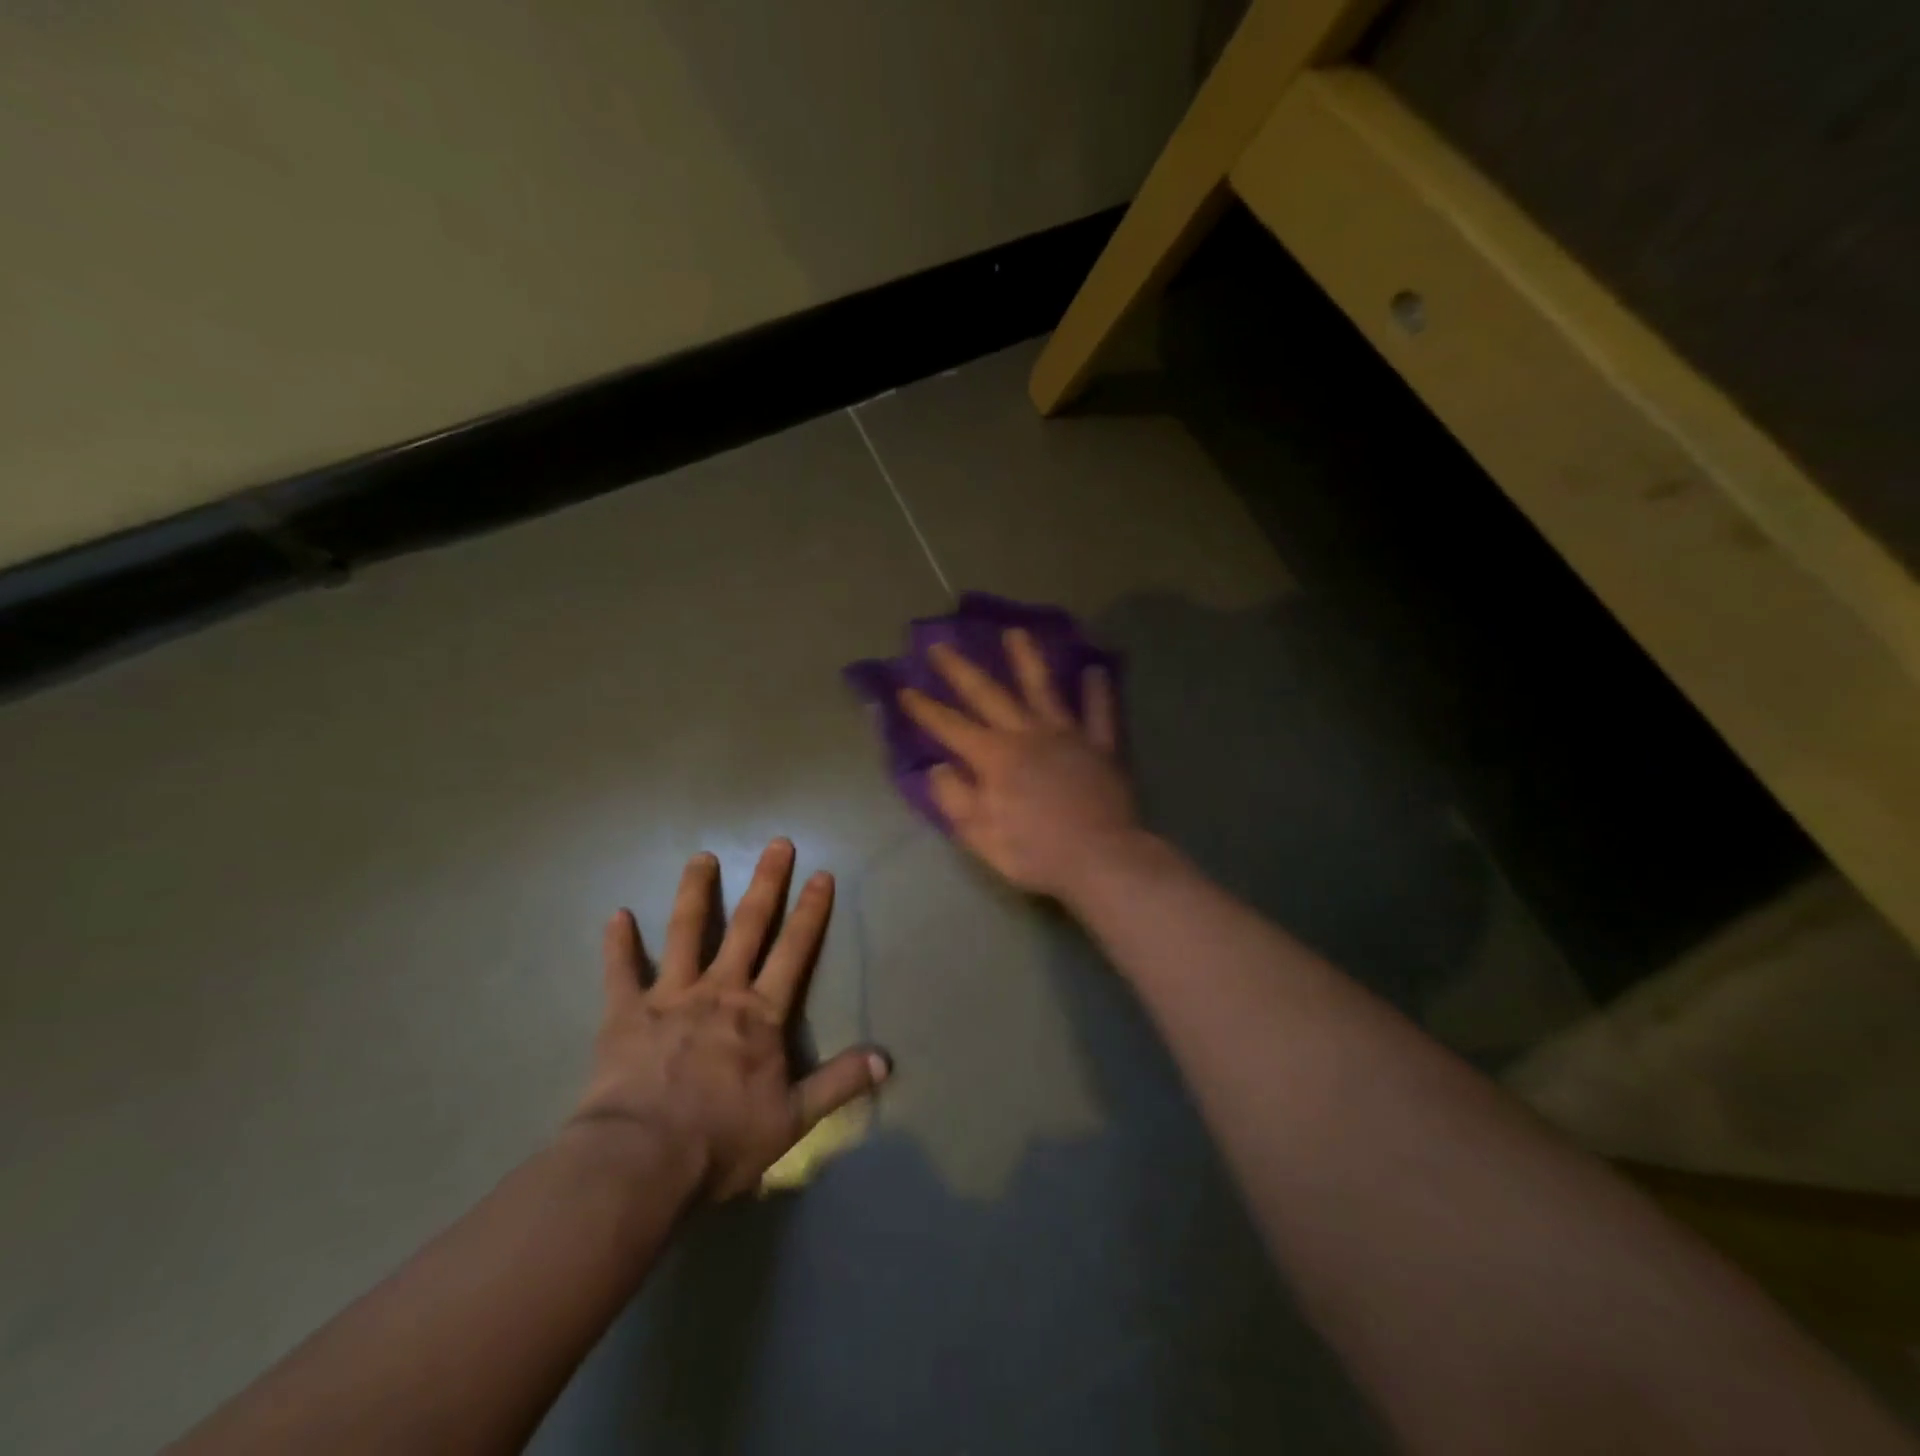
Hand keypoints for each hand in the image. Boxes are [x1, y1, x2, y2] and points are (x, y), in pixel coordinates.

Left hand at [572, 839, 889, 1200]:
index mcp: (760, 1013)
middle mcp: (719, 990)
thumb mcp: (793, 1120)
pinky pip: (620, 972)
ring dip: (694, 893)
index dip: (810, 912)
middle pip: (747, 926)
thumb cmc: (720, 1140)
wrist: (641, 1161)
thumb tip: (885, 1060)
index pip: (794, 951)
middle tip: (777, 843)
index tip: (821, 875)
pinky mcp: (625, 1013)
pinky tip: (616, 915)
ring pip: (684, 932)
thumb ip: (838, 1084)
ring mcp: (670, 996)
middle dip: (766, 883)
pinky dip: (618, 944)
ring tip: (701, 857)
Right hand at [899, 628, 1141, 901]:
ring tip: (1016, 632)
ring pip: (1043, 689)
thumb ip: (955, 798)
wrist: (1100, 859)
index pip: (950, 727)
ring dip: (1027, 660)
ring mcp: (1066, 735)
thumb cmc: (1034, 852)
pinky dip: (1098, 691)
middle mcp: (1027, 735)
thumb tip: (937, 768)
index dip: (925, 709)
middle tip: (940, 645)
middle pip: (989, 695)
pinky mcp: (1100, 747)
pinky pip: (1100, 713)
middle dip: (961, 670)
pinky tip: (1095, 669)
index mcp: (994, 758)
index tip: (903, 688)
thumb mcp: (980, 834)